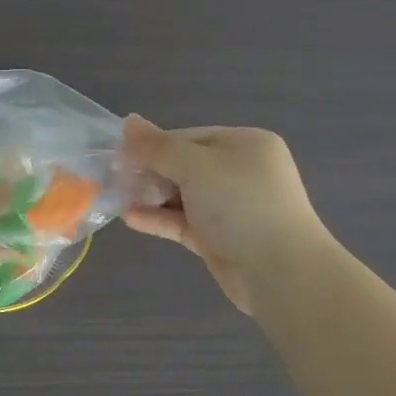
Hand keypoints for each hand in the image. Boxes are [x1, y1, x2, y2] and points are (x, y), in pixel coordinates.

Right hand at [120, 116, 329, 314]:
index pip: (187, 137)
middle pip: (183, 165)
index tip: (118, 156)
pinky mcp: (220, 239)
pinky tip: (130, 218)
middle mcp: (240, 172)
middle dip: (148, 172)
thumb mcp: (195, 166)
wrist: (282, 274)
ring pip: (181, 195)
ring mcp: (231, 207)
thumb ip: (158, 147)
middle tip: (113, 178)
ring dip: (150, 196)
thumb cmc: (241, 205)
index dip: (152, 145)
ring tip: (116, 198)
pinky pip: (183, 222)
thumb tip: (128, 121)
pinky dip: (159, 218)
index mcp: (244, 145)